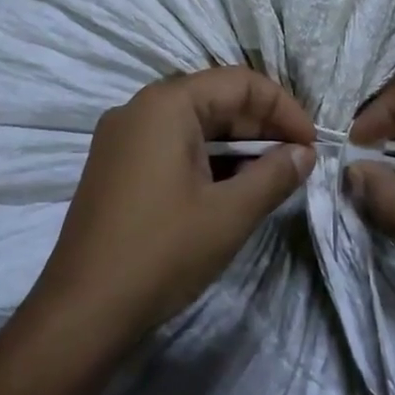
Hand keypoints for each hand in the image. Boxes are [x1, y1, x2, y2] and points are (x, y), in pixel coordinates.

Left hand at [30, 67, 315, 354]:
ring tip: (271, 178)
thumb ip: (274, 175)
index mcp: (165, 104)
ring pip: (193, 126)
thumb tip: (304, 154)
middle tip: (297, 163)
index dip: (283, 109)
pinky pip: (170, 147)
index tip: (312, 145)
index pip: (239, 82)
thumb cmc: (161, 253)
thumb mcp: (230, 214)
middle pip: (214, 99)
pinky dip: (206, 161)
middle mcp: (139, 109)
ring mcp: (121, 139)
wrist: (82, 311)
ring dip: (236, 146)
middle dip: (261, 127)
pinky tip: (230, 190)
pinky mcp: (115, 168)